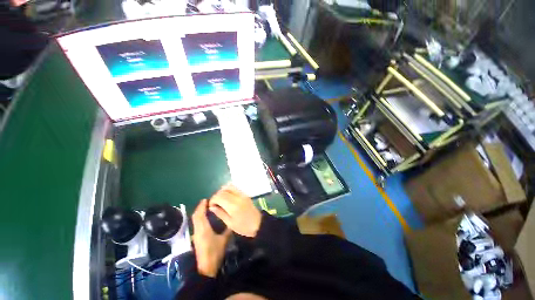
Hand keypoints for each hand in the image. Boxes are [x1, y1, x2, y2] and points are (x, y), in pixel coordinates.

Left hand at [192, 199, 231, 277]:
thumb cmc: (215, 252)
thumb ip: (228, 230)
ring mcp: (195, 235)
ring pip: (195, 220)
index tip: (206, 199)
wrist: (206, 268)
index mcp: (204, 229)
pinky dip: (199, 218)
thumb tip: (232, 221)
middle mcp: (197, 230)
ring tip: (206, 208)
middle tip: (206, 202)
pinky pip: (196, 224)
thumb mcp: (224, 240)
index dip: (202, 206)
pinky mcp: (196, 238)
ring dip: (199, 213)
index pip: (200, 215)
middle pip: (195, 216)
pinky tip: (205, 218)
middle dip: (199, 208)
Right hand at [209, 185, 261, 237]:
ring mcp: (242, 194)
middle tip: (215, 203)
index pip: (219, 197)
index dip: (212, 200)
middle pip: (223, 191)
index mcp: (233, 205)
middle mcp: (237, 197)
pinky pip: (235, 187)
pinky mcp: (244, 194)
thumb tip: (211, 207)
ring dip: (222, 191)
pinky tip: (227, 196)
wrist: (258, 223)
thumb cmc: (243, 226)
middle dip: (216, 195)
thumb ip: (220, 213)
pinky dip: (228, 189)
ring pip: (229, 186)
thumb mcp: (230, 223)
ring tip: (220, 199)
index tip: (211, 206)